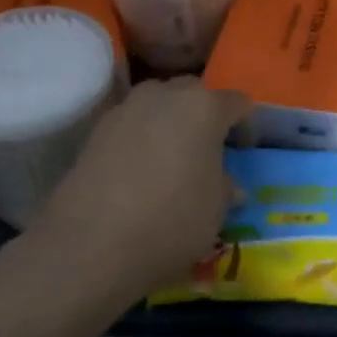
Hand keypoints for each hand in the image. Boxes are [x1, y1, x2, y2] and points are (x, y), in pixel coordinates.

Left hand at [42, 77, 250, 292]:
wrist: (90, 244)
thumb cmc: (171, 221)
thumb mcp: (215, 212)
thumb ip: (224, 189)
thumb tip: (228, 185)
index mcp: (204, 108)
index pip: (237, 102)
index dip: (246, 124)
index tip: (244, 151)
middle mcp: (165, 95)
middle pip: (194, 92)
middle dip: (205, 114)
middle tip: (209, 149)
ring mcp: (126, 108)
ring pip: (159, 102)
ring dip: (170, 121)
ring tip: (172, 156)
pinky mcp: (96, 129)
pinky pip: (131, 123)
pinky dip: (141, 137)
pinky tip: (140, 169)